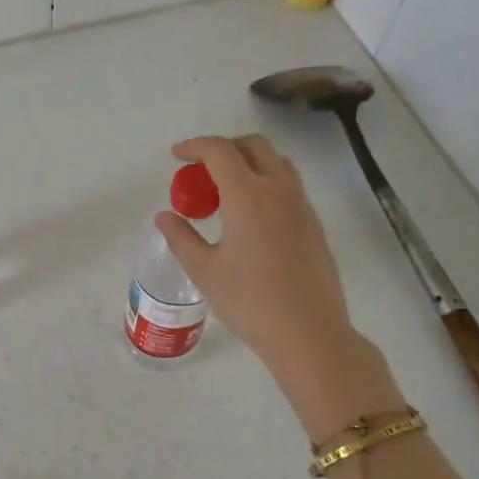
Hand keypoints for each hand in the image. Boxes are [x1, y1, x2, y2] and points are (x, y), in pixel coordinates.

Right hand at [156, 135, 400, 438]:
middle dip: (224, 148)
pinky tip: (250, 215)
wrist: (309, 333)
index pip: (219, 151)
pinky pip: (289, 184)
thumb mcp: (204, 271)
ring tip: (225, 191)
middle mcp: (278, 190)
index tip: (177, 156)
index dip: (194, 146)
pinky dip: (265, 181)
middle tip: (201, 171)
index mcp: (247, 195)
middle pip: (253, 145)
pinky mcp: (314, 224)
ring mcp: (302, 205)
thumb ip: (181, 237)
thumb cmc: (250, 302)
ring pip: (276, 162)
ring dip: (248, 162)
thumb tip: (165, 217)